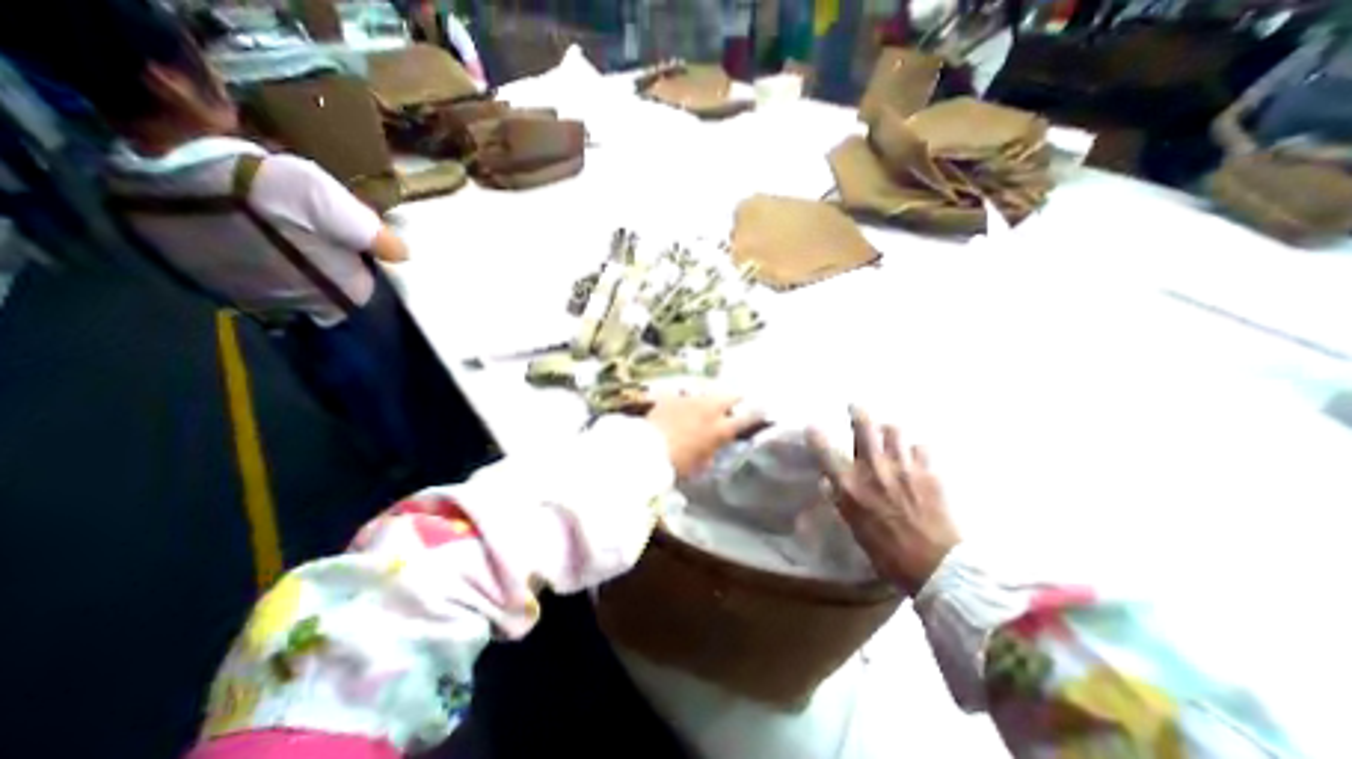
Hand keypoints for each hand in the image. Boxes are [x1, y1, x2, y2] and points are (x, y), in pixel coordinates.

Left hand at [645, 396, 765, 476]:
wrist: (647, 449)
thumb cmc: (677, 464)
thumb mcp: (700, 464)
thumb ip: (711, 452)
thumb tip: (712, 449)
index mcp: (721, 429)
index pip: (747, 417)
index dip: (757, 412)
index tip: (761, 409)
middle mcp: (711, 409)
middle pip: (731, 396)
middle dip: (736, 398)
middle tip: (736, 401)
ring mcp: (691, 399)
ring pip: (708, 391)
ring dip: (711, 397)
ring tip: (706, 402)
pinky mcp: (673, 395)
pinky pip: (684, 393)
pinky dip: (686, 398)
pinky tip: (681, 403)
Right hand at [806, 406, 952, 594]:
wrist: (937, 567)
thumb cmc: (887, 552)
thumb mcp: (854, 528)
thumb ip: (840, 499)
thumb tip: (828, 482)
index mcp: (850, 485)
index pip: (825, 450)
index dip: (815, 435)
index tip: (812, 427)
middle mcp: (873, 469)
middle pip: (863, 427)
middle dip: (857, 412)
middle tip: (855, 406)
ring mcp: (903, 467)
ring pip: (894, 430)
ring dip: (888, 429)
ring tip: (887, 432)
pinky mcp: (929, 472)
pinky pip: (921, 447)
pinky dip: (915, 449)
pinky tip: (915, 456)